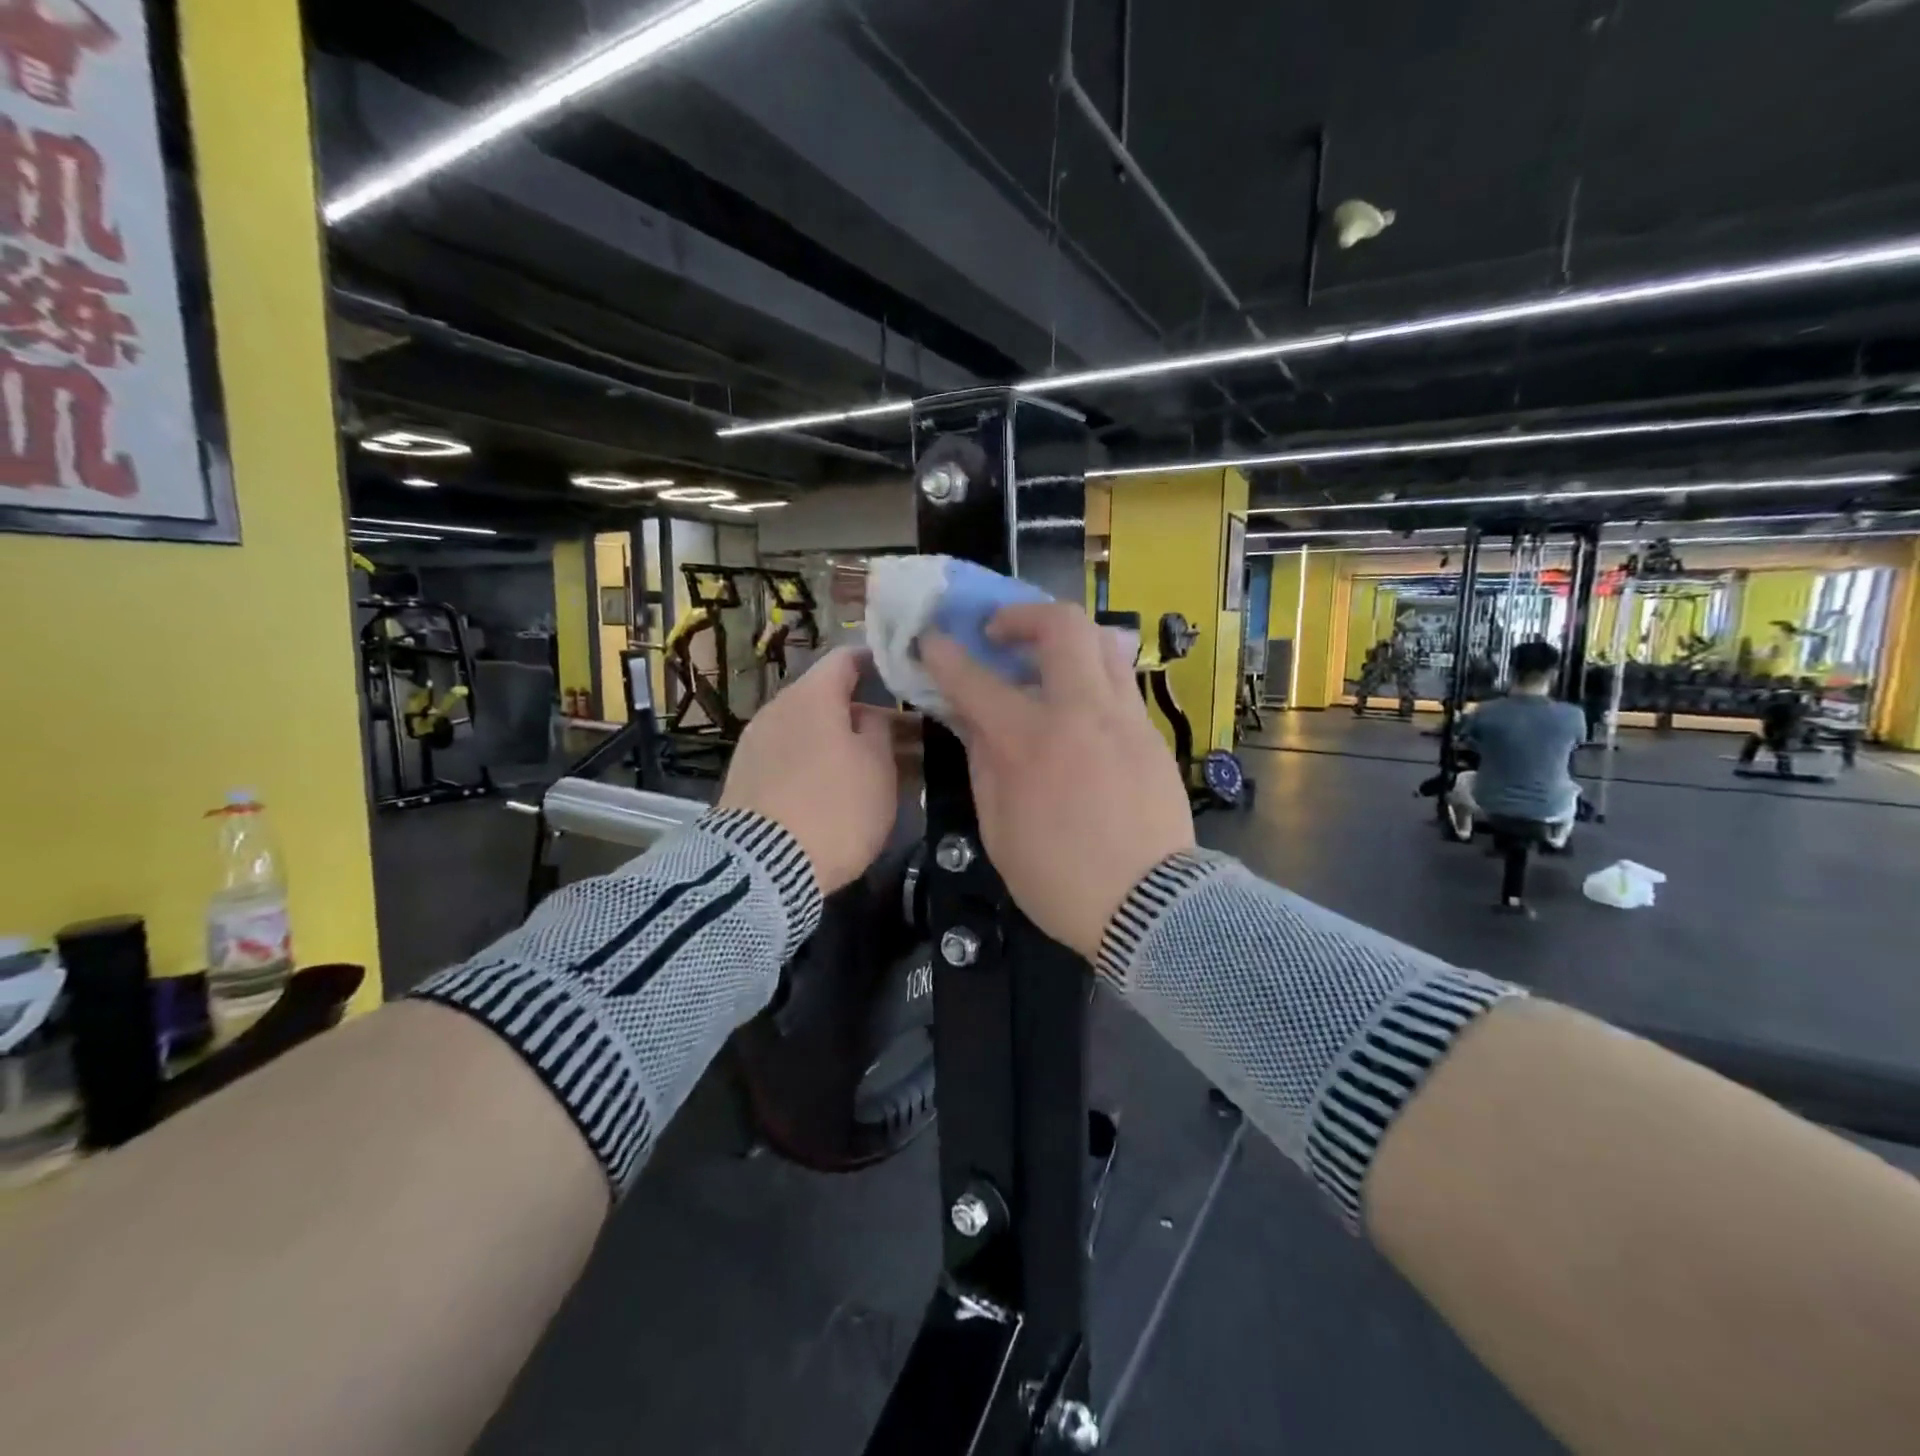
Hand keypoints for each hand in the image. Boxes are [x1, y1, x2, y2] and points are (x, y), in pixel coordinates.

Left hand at [719, 647, 900, 893]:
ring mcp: (755, 743)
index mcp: (812, 695)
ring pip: (810, 729)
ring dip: (841, 741)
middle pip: (828, 698)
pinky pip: (790, 756)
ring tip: (874, 768)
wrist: (763, 867)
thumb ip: (878, 728)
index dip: (877, 663)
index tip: (904, 678)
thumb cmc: (835, 806)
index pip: (847, 658)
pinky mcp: (744, 777)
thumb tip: (867, 714)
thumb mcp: (878, 766)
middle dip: (866, 713)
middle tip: (902, 737)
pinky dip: (817, 762)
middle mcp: (778, 708)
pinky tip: (837, 788)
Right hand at [921, 604, 1194, 959]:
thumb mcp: (999, 830)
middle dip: (1022, 615)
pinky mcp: (1151, 734)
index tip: (931, 640)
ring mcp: (1124, 718)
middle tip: (999, 634)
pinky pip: (1119, 682)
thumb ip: (985, 765)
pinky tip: (1076, 706)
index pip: (976, 680)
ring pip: (1102, 642)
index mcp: (1030, 742)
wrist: (1152, 906)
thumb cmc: (1060, 879)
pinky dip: (1090, 674)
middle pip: (1061, 627)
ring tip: (1043, 661)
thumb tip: (975, 722)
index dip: (946, 655)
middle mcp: (1081, 712)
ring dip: (1065, 638)